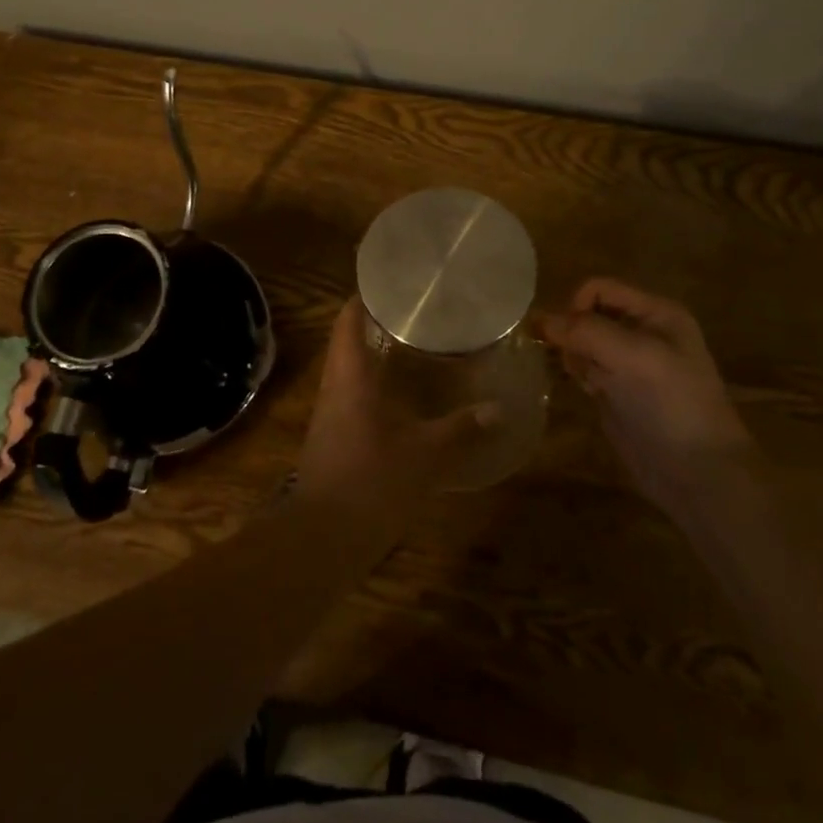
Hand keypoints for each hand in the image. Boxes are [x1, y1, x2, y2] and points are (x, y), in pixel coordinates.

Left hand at [295, 299, 499, 535]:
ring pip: (347, 369)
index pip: (348, 320)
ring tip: (410, 347)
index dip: (365, 297)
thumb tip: (499, 409)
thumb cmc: (371, 481)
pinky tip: (398, 397)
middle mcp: (334, 386)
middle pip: (346, 341)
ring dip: (372, 354)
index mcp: (350, 375)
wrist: (322, 537)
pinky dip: (371, 385)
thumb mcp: (426, 455)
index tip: (392, 285)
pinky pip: (349, 395)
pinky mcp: (330, 437)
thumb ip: (462, 430)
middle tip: (412, 314)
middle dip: (374, 323)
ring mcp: (328, 413)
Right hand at [538, 278, 753, 502]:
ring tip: (584, 380)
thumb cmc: (673, 405)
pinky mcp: (616, 392)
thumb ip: (586, 332)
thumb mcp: (634, 357)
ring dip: (570, 354)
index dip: (576, 306)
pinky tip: (584, 391)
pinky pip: (584, 369)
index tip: (566, 338)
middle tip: (575, 362)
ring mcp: (629, 364)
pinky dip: (575, 373)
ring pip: (581, 342)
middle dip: (572, 333)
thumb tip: (538, 319)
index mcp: (656, 313)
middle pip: (587, 314)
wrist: (699, 476)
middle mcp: (642, 332)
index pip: (599, 289)